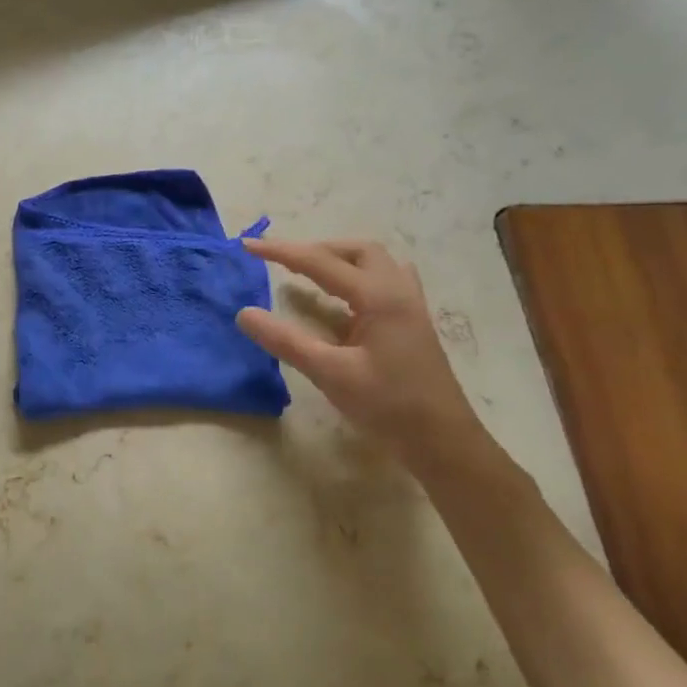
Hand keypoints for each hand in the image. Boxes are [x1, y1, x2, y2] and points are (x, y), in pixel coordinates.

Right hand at [236, 238, 485, 466]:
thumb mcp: (330, 373)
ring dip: (340, 260)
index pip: (321, 262)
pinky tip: (342, 300)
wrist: (442, 440)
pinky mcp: (411, 323)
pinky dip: (356, 278)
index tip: (248, 246)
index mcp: (379, 296)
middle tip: (284, 262)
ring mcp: (410, 306)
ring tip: (310, 273)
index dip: (282, 252)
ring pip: (374, 263)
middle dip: (317, 249)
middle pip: (356, 251)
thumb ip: (286, 341)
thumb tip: (244, 313)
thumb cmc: (388, 405)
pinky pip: (384, 281)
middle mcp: (398, 291)